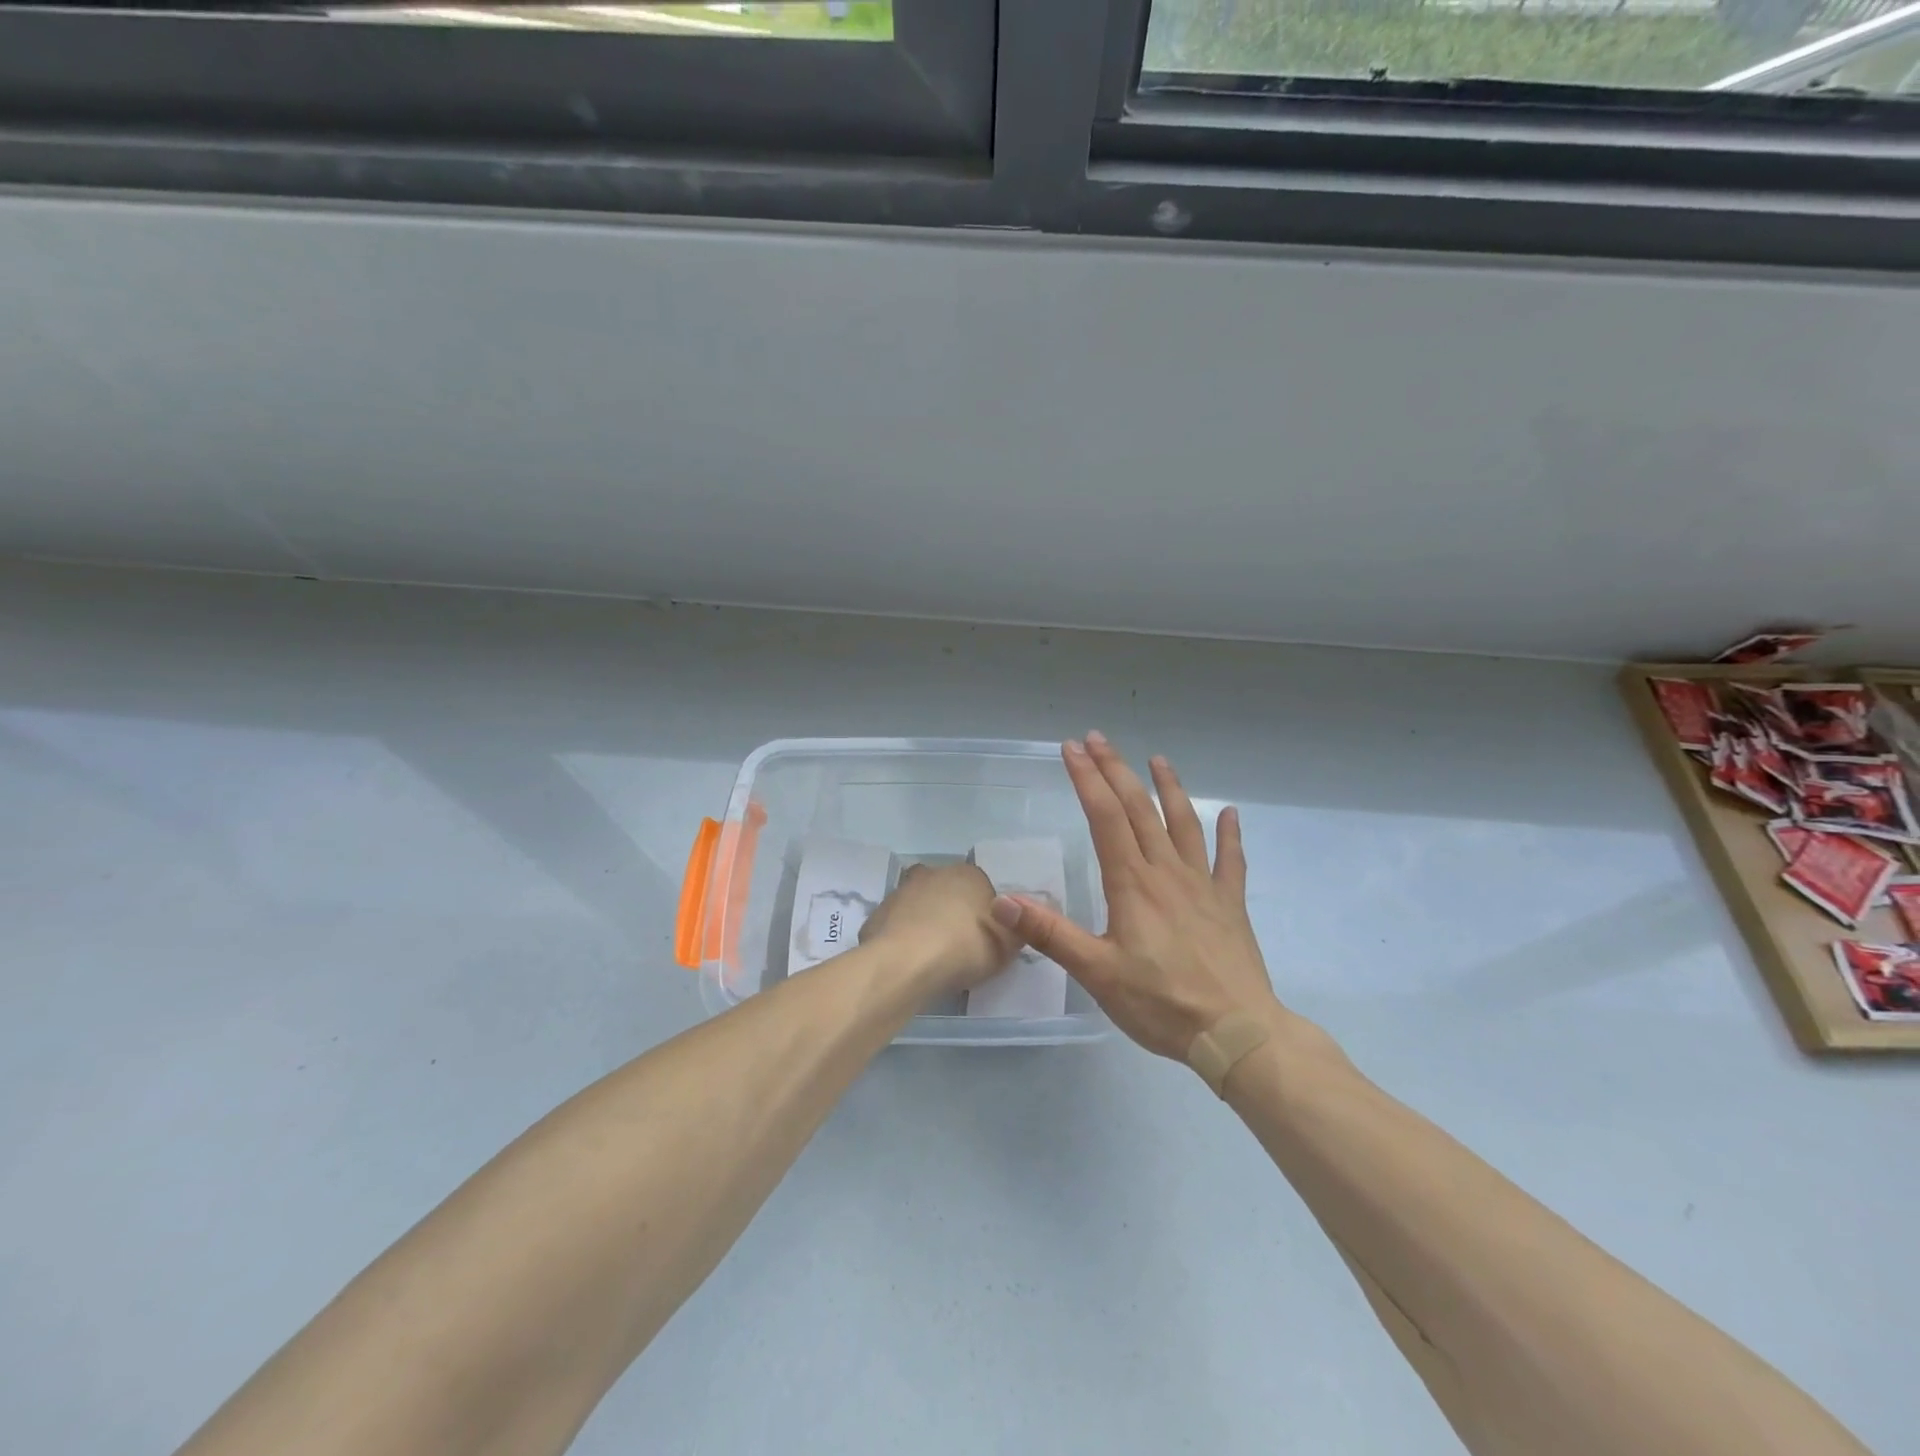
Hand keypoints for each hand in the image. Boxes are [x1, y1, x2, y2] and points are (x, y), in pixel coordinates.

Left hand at [860, 861, 1019, 995]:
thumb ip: (1014, 930)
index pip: (981, 887)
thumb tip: (1012, 923)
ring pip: (919, 905)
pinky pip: (897, 925)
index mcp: (968, 874)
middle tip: (959, 946)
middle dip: (952, 911)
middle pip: (947, 891)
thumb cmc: (965, 948)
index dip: (985, 913)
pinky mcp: (878, 913)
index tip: (985, 938)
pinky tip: (908, 962)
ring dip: (925, 923)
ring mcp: (901, 891)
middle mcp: (934, 873)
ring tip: (932, 958)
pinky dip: (902, 939)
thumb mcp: (1007, 945)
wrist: (906, 963)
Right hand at [991, 733, 1280, 1059]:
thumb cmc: (1162, 1004)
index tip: (1071, 749)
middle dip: (1116, 770)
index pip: (1105, 817)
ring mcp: (1204, 885)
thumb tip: (1002, 901)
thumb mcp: (1097, 973)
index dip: (1087, 779)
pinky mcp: (1230, 904)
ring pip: (1185, 823)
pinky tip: (1231, 813)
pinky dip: (1230, 834)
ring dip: (1169, 788)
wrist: (1236, 1034)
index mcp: (1132, 884)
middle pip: (1139, 809)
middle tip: (1097, 739)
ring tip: (1157, 759)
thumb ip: (1050, 934)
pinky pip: (1231, 861)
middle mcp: (1167, 872)